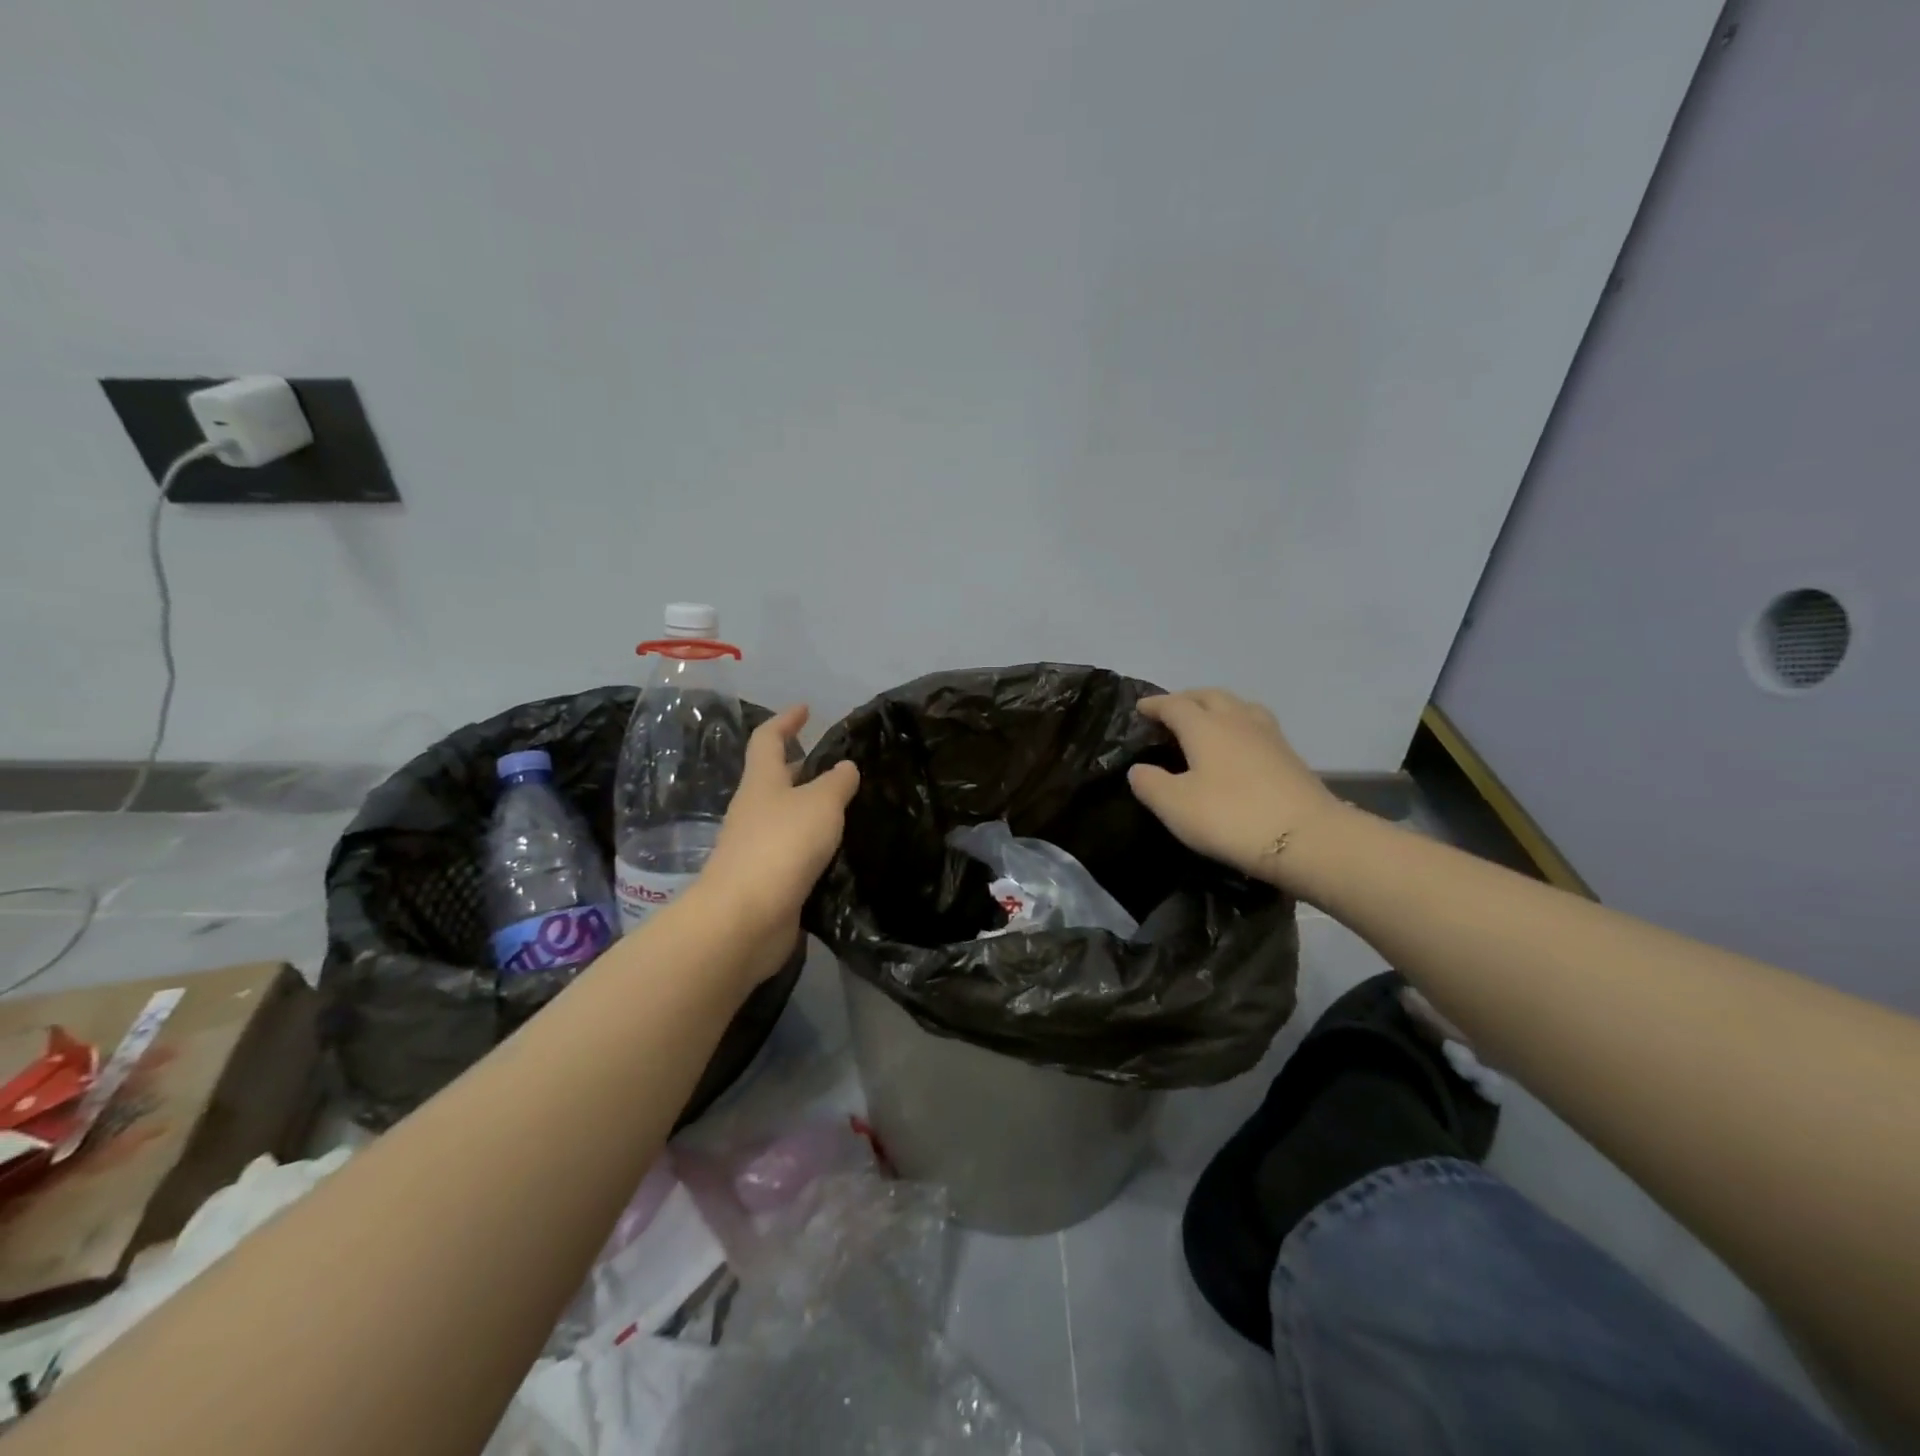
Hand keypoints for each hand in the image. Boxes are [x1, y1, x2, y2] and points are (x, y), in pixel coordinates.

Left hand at [696, 705, 859, 980]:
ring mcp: (756, 847)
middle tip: (840, 766)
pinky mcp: (766, 880)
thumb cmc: (782, 846)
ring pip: (787, 817)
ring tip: (848, 808)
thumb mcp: (820, 804)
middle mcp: (755, 810)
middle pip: (777, 779)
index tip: (805, 709)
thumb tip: (845, 767)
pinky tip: (838, 851)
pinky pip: (793, 852)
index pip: (768, 739)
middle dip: (804, 768)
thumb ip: (837, 783)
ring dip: (812, 810)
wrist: (744, 918)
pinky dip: (814, 845)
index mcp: (762, 782)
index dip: (785, 720)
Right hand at [1128, 689, 1342, 888]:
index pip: (1175, 705)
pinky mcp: (1290, 756)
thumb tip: (1139, 769)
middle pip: (1210, 696)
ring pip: (1239, 706)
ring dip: (1218, 707)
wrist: (1308, 838)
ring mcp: (1269, 736)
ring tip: (1207, 722)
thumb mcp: (1175, 806)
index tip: (1140, 708)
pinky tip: (1239, 746)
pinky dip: (1239, 725)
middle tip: (1171, 711)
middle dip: (1187, 699)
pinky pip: (1256, 725)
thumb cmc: (1231, 817)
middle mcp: (1237, 721)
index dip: (1155, 705)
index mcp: (1205, 727)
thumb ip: (1150, 784)